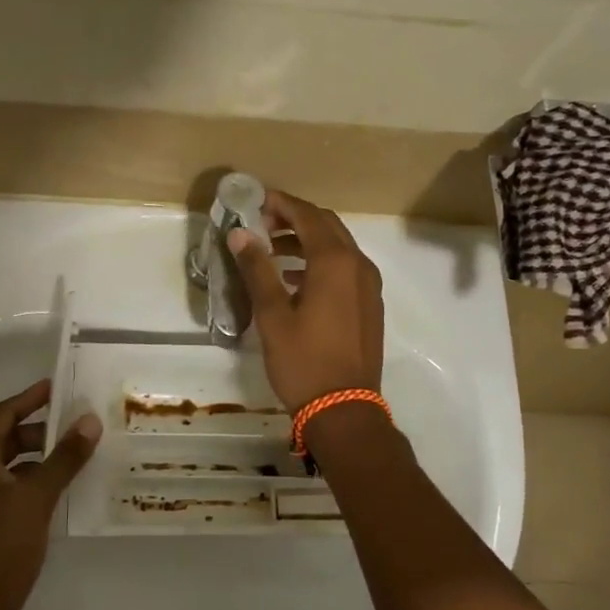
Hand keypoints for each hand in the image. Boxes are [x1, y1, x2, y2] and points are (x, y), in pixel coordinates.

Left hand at [0, 379, 100, 609]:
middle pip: (10, 437)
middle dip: (43, 427)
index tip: (59, 386)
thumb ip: (64, 458)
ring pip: (17, 464)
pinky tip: (69, 486)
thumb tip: (89, 421)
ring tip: (80, 450)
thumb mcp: (36, 496)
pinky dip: (42, 479)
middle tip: (79, 421)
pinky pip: (20, 487)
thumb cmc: (2, 545)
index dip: (31, 398)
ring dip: (45, 455)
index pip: (4, 414)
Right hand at [227, 190, 383, 414]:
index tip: (256, 201)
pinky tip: (295, 280)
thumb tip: (239, 234)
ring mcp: (368, 286)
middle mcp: (358, 265)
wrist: (344, 409)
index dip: (281, 204)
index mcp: (335, 262)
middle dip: (295, 218)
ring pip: (338, 247)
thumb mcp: (272, 314)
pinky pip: (346, 269)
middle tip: (262, 224)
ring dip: (307, 241)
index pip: (308, 215)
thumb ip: (257, 269)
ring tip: (273, 251)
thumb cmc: (303, 361)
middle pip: (327, 226)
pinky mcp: (370, 305)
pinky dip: (321, 262)